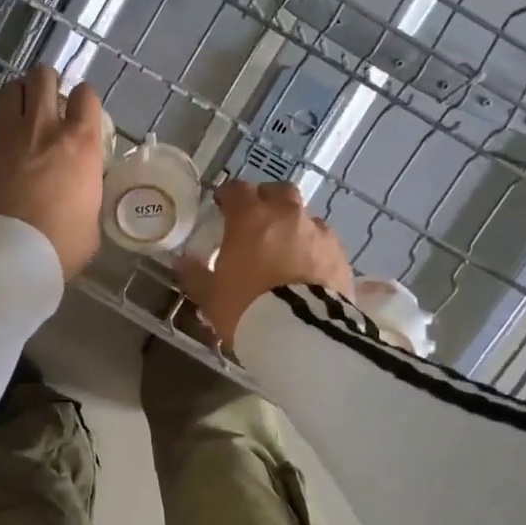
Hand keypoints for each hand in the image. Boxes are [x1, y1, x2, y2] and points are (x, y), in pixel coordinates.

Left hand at [0, 66, 104, 279]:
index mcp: (79, 144)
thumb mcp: (89, 226)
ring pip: (9, 89)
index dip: (83, 100)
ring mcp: (4, 133)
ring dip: (15, 96)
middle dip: (45, 83)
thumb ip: (85, 199)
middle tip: (44, 100)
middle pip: (43, 78)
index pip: (86, 97)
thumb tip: (78, 199)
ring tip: (14, 112)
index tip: (79, 112)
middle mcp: (43, 127)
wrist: (5, 256)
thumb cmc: (58, 246)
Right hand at [177, 178, 353, 349]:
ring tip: (285, 250)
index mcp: (250, 218)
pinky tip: (307, 269)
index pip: (238, 189)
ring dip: (293, 226)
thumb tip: (184, 262)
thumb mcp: (210, 297)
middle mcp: (287, 215)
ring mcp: (318, 233)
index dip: (229, 196)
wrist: (301, 334)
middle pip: (279, 191)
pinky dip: (314, 249)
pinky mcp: (341, 255)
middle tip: (256, 220)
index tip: (223, 206)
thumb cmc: (246, 308)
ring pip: (305, 216)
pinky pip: (324, 242)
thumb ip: (195, 275)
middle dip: (266, 200)